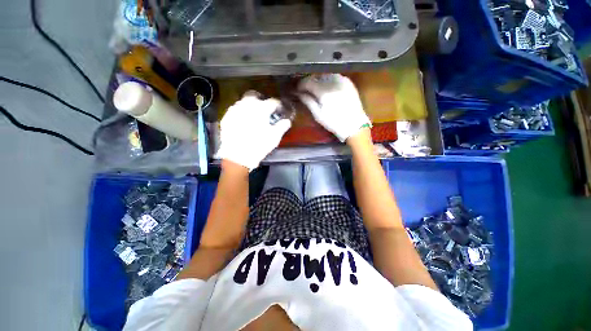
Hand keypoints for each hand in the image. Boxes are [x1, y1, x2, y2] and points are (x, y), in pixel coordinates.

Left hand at [216, 92, 291, 170]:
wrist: (237, 156)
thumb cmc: (259, 145)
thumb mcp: (274, 137)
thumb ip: (282, 126)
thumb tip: (287, 121)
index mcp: (261, 109)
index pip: (272, 102)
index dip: (277, 105)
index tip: (279, 109)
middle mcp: (247, 105)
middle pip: (254, 96)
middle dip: (261, 101)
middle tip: (264, 110)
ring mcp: (234, 111)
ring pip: (243, 102)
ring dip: (249, 106)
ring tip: (253, 116)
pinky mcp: (226, 118)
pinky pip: (234, 111)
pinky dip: (240, 113)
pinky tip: (242, 122)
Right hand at [298, 74, 370, 141]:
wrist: (354, 125)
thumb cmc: (334, 123)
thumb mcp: (318, 115)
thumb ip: (308, 102)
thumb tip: (299, 93)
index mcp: (324, 92)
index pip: (308, 82)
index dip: (301, 84)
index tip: (298, 89)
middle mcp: (332, 82)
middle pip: (316, 76)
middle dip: (309, 81)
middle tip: (305, 89)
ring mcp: (342, 81)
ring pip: (325, 75)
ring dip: (318, 79)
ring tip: (315, 87)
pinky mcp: (348, 82)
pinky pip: (335, 76)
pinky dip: (328, 79)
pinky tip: (326, 86)